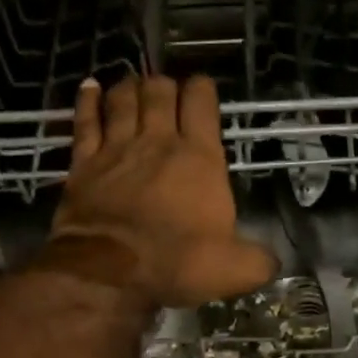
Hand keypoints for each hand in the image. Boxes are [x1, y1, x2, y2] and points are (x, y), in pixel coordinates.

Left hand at [44, 73, 278, 307]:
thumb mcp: (235, 270)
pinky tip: (90, 88)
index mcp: (199, 157)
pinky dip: (88, 101)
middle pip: (159, 91)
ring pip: (122, 99)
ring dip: (130, 87)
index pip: (201, 102)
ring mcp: (117, 148)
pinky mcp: (84, 164)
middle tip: (167, 93)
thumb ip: (259, 260)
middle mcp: (157, 141)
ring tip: (134, 85)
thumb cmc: (178, 264)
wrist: (110, 273)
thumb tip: (273, 262)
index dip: (203, 90)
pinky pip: (85, 121)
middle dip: (165, 85)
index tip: (203, 92)